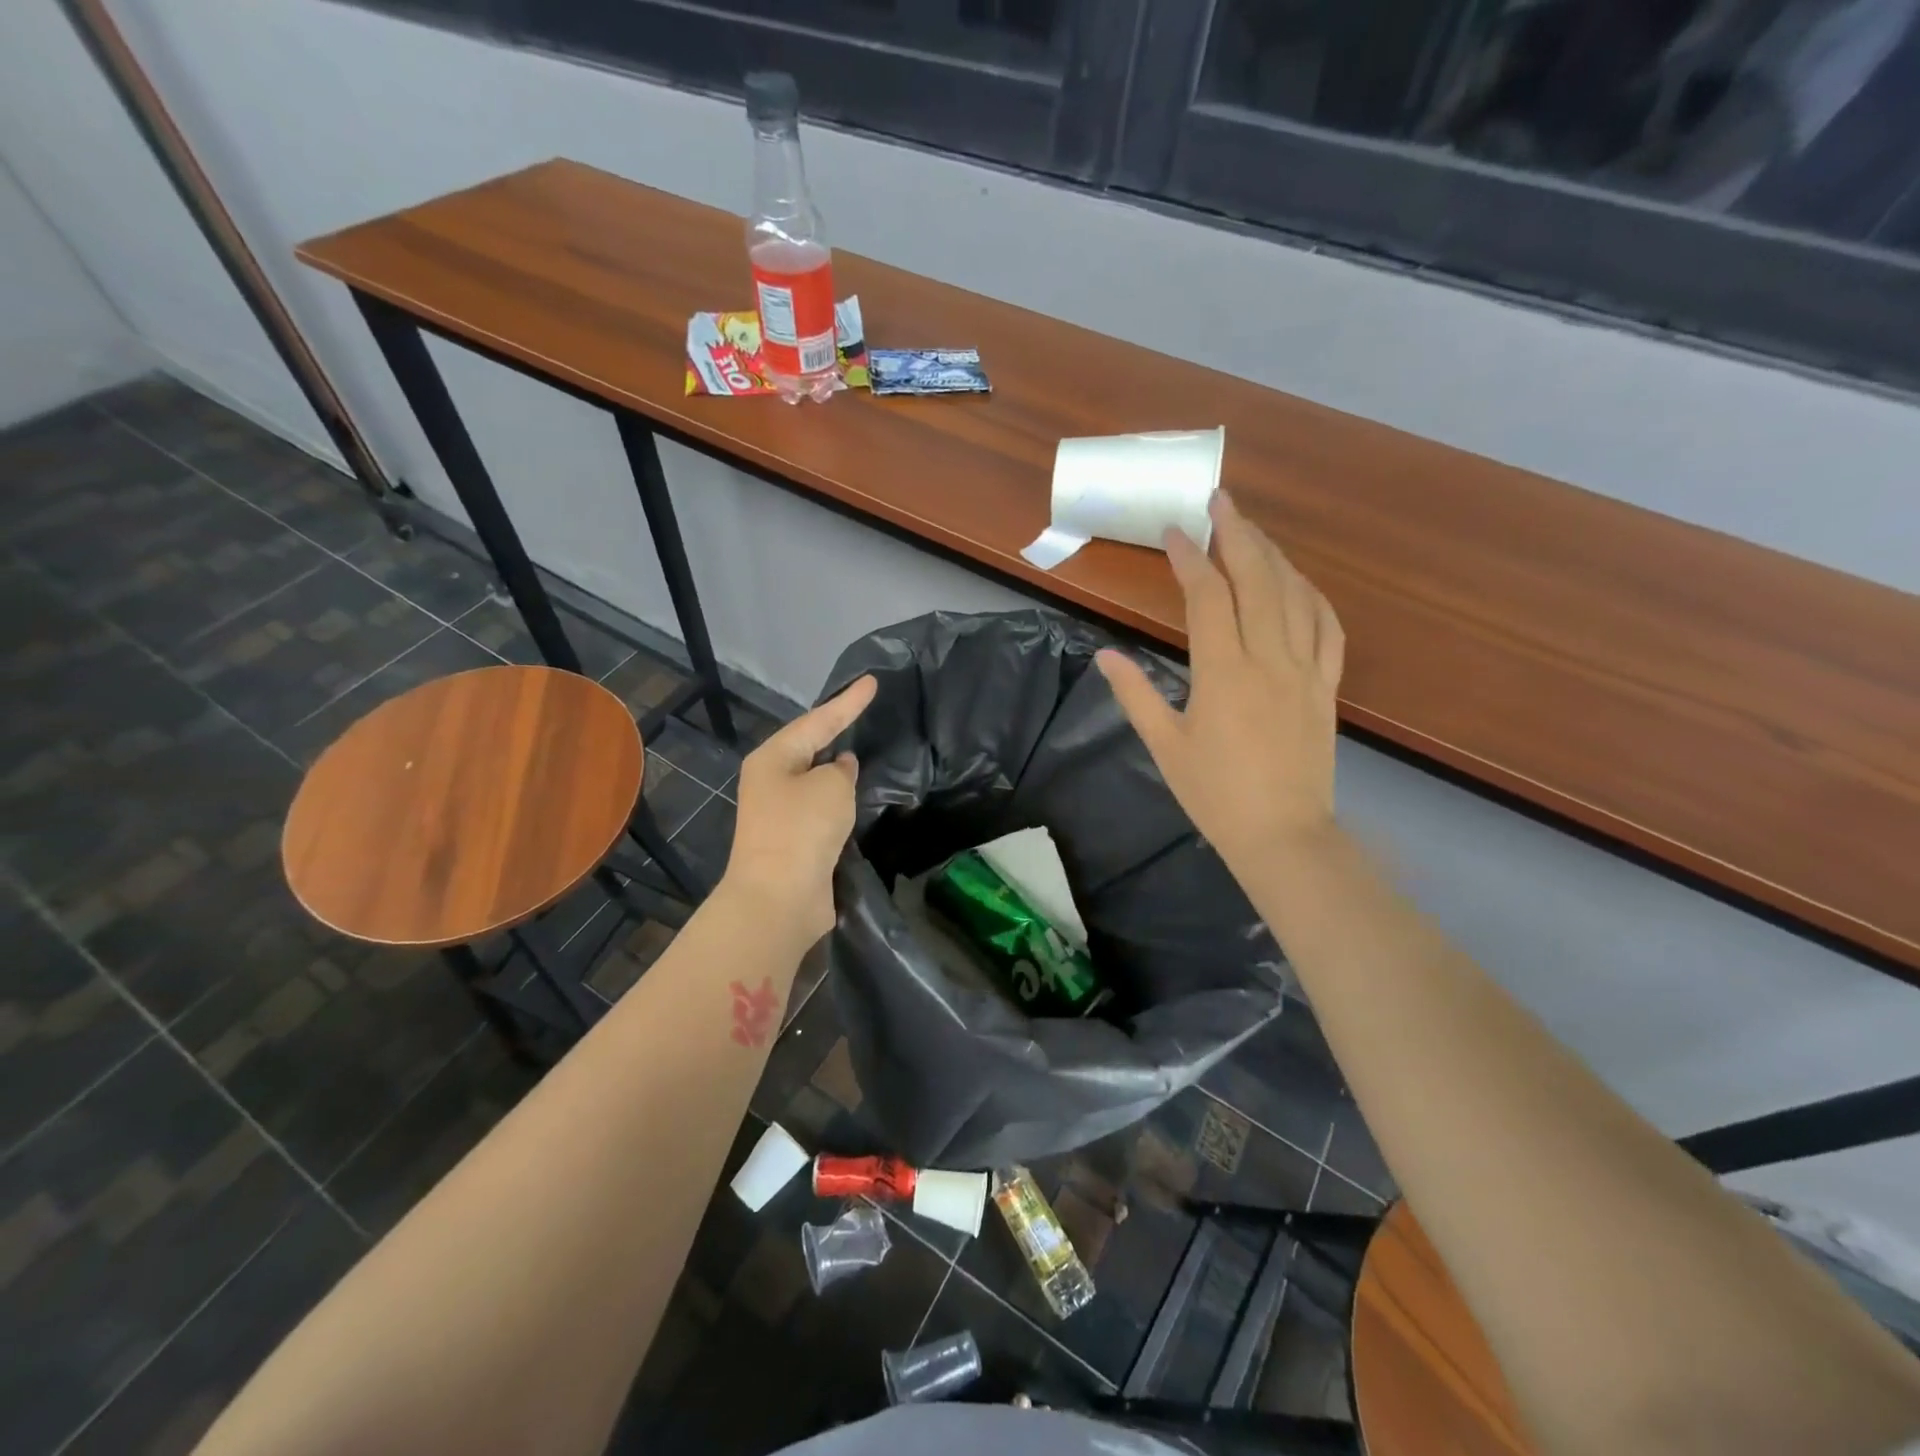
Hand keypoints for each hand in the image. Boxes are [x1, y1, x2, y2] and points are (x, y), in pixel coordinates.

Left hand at [722, 674, 877, 940]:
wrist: (779, 898)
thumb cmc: (802, 829)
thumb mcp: (831, 786)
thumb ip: (841, 770)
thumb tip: (840, 768)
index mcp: (773, 758)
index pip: (818, 720)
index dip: (848, 702)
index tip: (873, 682)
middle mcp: (772, 782)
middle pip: (812, 748)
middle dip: (838, 732)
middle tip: (867, 712)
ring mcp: (781, 814)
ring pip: (818, 782)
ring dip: (840, 772)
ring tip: (869, 752)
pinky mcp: (795, 843)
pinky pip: (823, 812)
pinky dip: (841, 804)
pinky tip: (861, 799)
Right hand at [1096, 493, 1343, 875]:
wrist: (1283, 835)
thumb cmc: (1215, 795)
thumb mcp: (1165, 746)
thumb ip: (1134, 695)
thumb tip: (1104, 654)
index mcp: (1223, 672)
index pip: (1207, 597)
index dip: (1190, 557)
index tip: (1174, 531)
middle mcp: (1269, 659)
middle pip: (1258, 579)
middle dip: (1239, 533)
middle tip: (1221, 499)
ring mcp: (1305, 670)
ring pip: (1296, 595)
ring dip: (1274, 554)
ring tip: (1253, 529)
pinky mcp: (1326, 686)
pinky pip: (1328, 627)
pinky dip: (1313, 595)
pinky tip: (1299, 581)